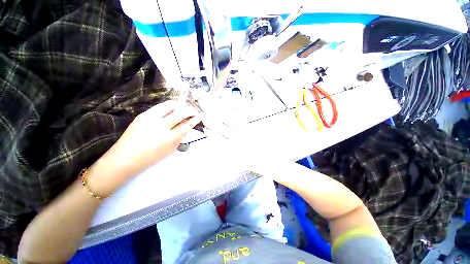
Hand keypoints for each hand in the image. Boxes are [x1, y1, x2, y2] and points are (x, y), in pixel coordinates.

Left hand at [89, 101, 201, 194]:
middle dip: (190, 110)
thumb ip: (180, 137)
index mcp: (169, 138)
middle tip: (193, 112)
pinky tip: (170, 111)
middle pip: (181, 112)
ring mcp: (150, 118)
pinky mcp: (143, 115)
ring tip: (182, 110)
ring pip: (170, 105)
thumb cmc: (151, 157)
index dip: (195, 119)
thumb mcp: (170, 150)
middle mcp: (161, 126)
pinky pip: (160, 106)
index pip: (187, 124)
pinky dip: (169, 107)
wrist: (124, 158)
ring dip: (179, 106)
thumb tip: (186, 127)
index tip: (200, 116)